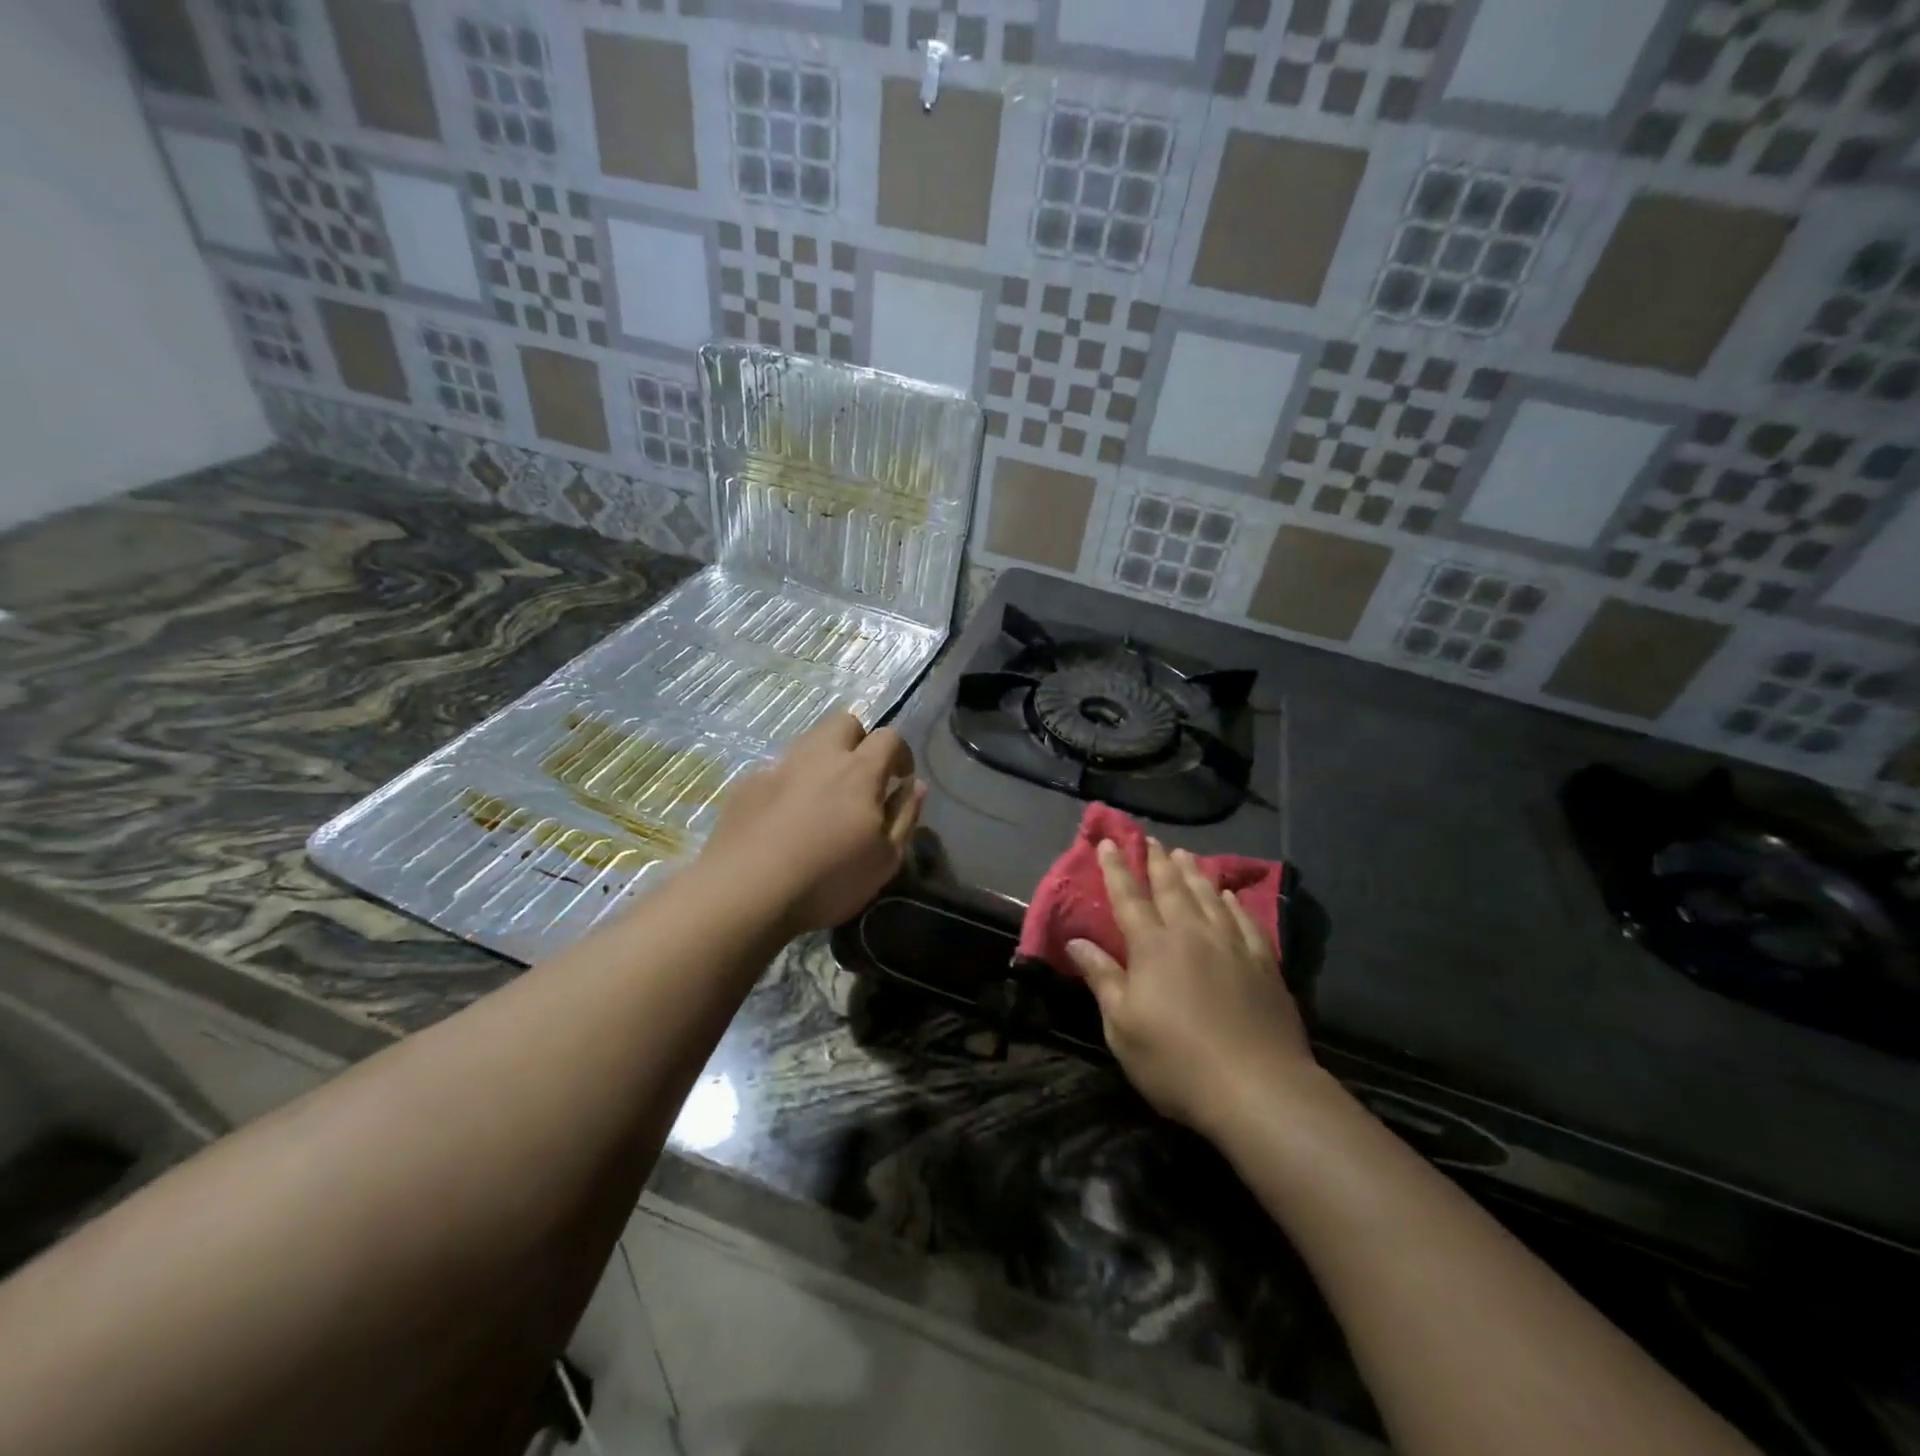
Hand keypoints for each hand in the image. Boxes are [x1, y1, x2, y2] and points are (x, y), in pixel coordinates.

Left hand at [699, 713, 924, 933]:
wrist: (746, 893)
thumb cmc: (828, 880)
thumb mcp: (885, 859)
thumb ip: (905, 815)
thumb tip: (915, 785)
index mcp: (859, 771)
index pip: (889, 737)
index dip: (900, 754)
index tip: (899, 779)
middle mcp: (819, 757)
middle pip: (844, 723)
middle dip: (859, 742)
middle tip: (860, 779)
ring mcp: (778, 767)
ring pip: (807, 743)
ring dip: (822, 760)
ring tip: (821, 800)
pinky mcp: (747, 785)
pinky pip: (776, 771)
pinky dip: (787, 786)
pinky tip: (782, 821)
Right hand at [1066, 839, 1314, 1136]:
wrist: (1258, 1088)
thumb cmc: (1176, 1061)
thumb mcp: (1122, 1027)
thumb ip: (1102, 979)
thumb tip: (1076, 942)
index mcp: (1153, 947)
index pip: (1129, 898)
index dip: (1116, 869)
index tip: (1108, 843)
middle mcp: (1192, 934)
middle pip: (1171, 889)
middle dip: (1157, 862)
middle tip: (1151, 840)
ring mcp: (1232, 946)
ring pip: (1208, 897)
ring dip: (1193, 874)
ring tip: (1184, 855)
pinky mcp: (1263, 964)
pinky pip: (1245, 921)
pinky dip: (1233, 903)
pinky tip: (1228, 896)